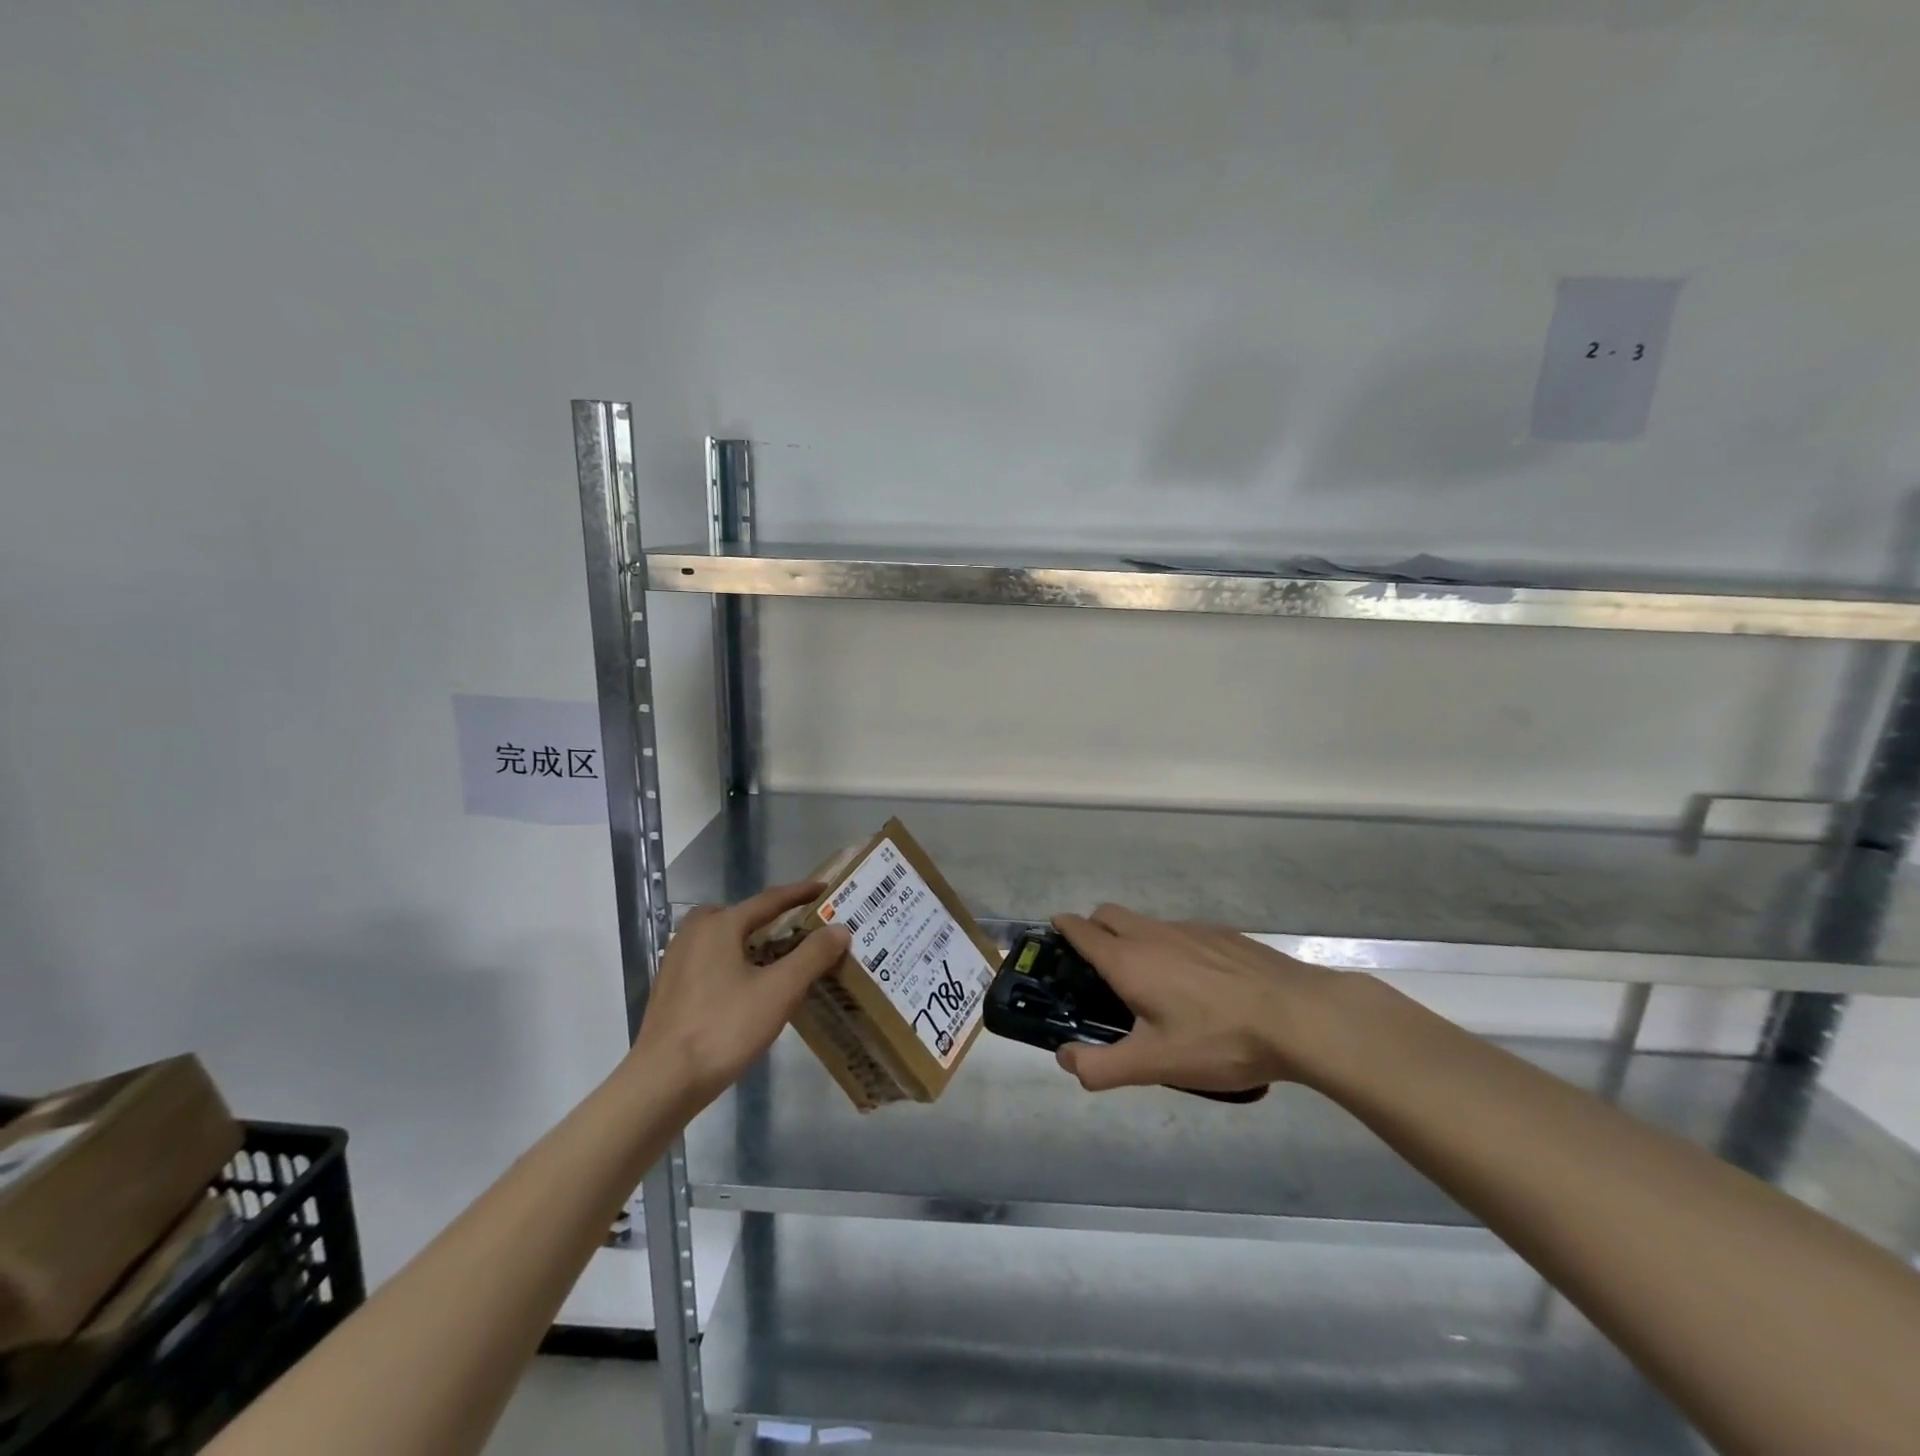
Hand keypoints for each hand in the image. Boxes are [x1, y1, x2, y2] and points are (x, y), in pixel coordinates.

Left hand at [631, 882, 850, 1104]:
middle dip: (772, 918)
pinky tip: (747, 986)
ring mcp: (677, 960)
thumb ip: (812, 955)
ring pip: (723, 938)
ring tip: (778, 958)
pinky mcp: (670, 987)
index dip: (800, 894)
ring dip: (751, 941)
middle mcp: (695, 933)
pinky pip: (710, 959)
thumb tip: (839, 928)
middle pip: (742, 915)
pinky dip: (733, 960)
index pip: (769, 900)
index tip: (825, 890)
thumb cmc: (725, 1028)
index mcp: (720, 925)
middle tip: (801, 929)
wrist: (663, 1082)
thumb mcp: (779, 991)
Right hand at [1051, 904, 1344, 1094]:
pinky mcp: (1222, 934)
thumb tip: (1065, 1058)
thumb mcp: (1156, 1065)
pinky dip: (1170, 947)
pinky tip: (1196, 986)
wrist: (1300, 1016)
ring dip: (1133, 940)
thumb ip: (1102, 1066)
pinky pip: (1179, 932)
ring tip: (1150, 985)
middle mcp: (1154, 933)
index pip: (1081, 929)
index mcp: (1129, 959)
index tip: (1053, 938)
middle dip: (1094, 930)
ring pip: (1146, 923)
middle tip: (1097, 970)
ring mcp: (1190, 929)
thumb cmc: (1220, 1040)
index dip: (1062, 929)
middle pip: (1109, 914)